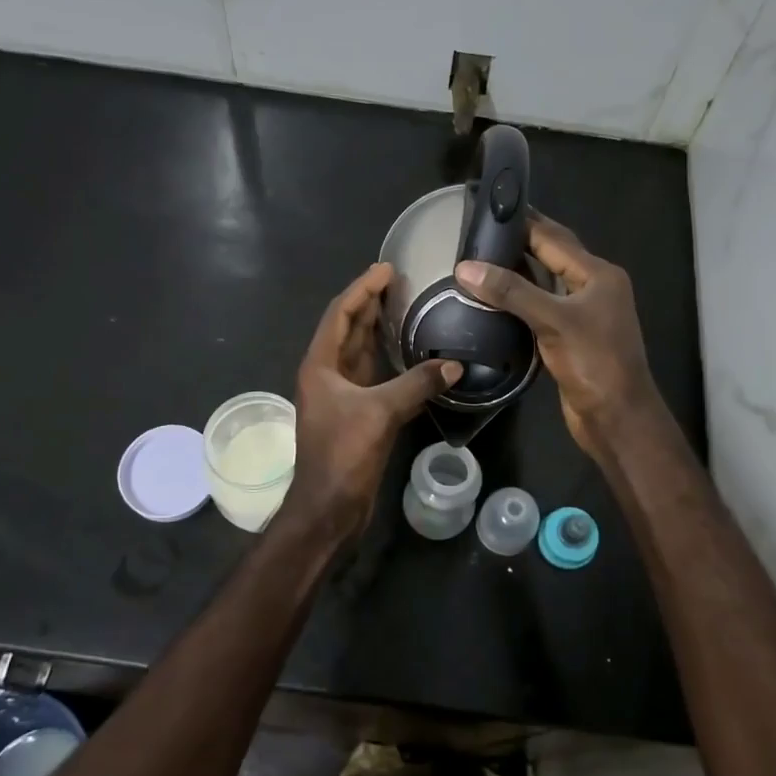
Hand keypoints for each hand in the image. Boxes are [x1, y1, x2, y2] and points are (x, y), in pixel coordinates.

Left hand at [283, 263, 459, 537]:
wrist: (329, 507)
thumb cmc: (343, 454)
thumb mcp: (380, 413)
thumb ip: (416, 385)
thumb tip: (455, 366)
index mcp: (321, 365)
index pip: (341, 314)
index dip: (362, 289)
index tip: (387, 268)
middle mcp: (327, 374)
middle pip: (349, 329)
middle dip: (371, 304)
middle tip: (400, 283)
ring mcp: (340, 395)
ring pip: (361, 353)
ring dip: (379, 330)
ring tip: (406, 308)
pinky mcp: (356, 414)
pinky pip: (373, 376)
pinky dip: (389, 361)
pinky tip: (411, 354)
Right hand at [455, 213, 664, 465]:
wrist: (616, 417)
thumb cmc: (593, 362)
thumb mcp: (553, 320)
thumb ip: (511, 292)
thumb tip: (465, 268)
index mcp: (598, 274)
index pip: (554, 238)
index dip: (523, 222)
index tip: (489, 209)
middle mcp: (593, 288)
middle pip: (552, 256)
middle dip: (519, 243)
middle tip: (479, 233)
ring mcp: (583, 314)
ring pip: (545, 283)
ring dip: (517, 272)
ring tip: (479, 261)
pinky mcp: (570, 338)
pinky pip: (541, 308)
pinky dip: (519, 300)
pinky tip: (494, 300)